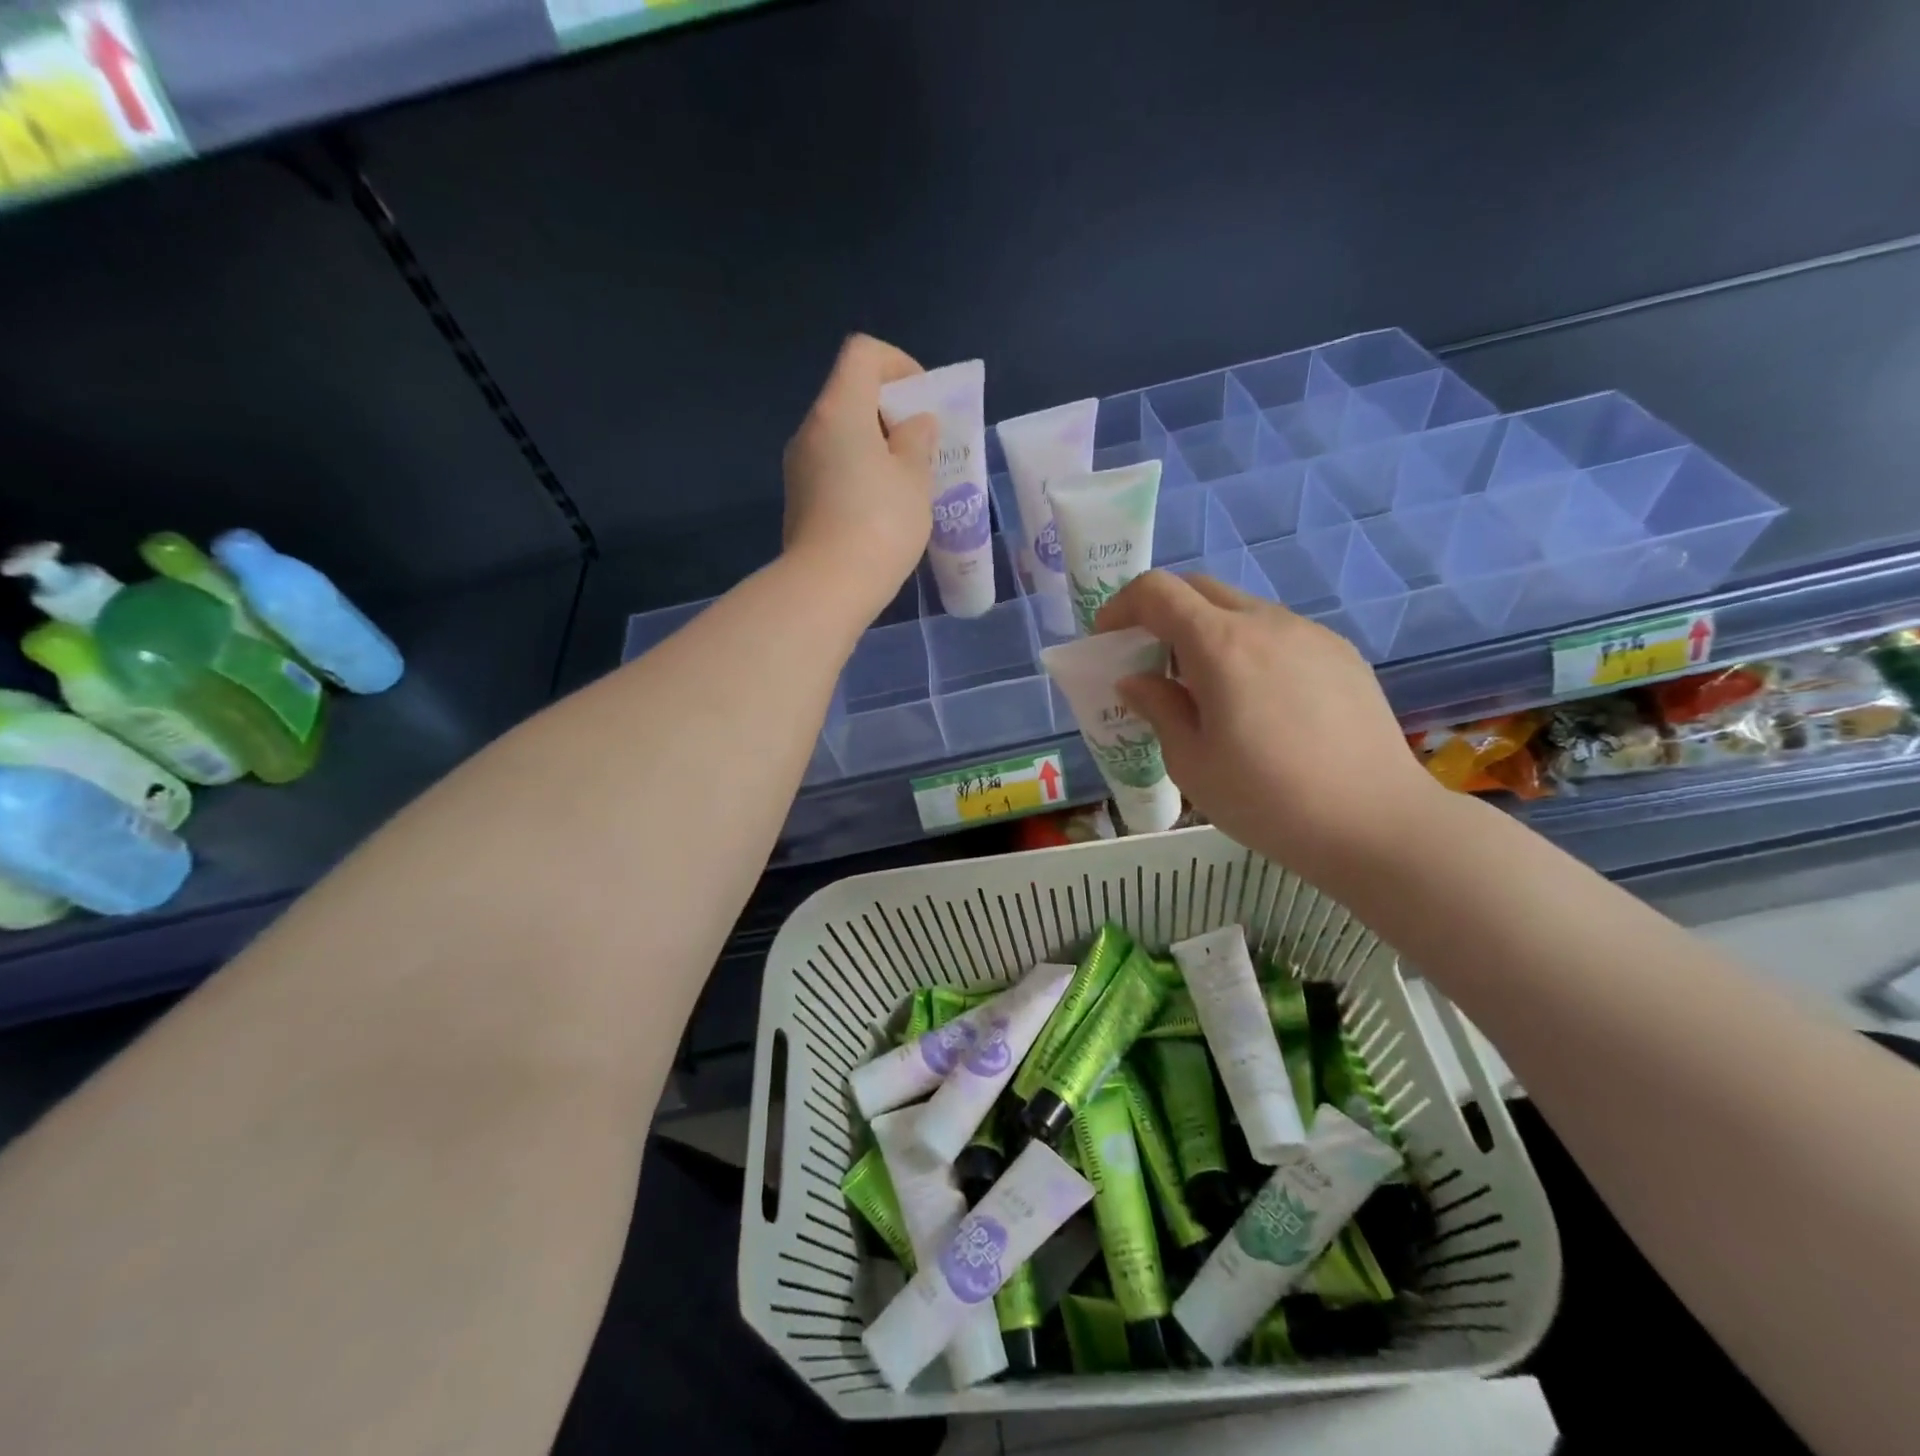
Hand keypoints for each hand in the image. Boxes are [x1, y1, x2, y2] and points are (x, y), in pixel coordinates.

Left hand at [782, 334, 938, 614]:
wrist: (828, 586)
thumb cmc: (881, 523)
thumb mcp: (914, 479)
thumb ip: (917, 440)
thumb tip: (913, 425)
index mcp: (840, 410)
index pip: (863, 354)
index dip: (899, 365)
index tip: (924, 402)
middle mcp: (811, 429)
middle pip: (851, 395)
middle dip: (892, 413)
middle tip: (923, 447)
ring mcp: (799, 467)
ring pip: (842, 437)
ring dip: (876, 448)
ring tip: (908, 484)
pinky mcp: (799, 500)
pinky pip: (833, 469)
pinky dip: (859, 474)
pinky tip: (882, 510)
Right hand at [1095, 571, 1446, 882]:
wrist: (1375, 823)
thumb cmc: (1267, 799)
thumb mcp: (1191, 762)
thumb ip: (1158, 708)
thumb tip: (1136, 680)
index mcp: (1220, 645)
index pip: (1157, 591)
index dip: (1122, 605)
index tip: (1108, 640)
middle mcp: (1266, 623)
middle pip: (1200, 589)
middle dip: (1163, 613)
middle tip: (1152, 662)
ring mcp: (1310, 634)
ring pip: (1243, 610)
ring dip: (1209, 632)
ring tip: (1208, 690)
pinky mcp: (1341, 654)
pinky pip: (1281, 634)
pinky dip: (1251, 648)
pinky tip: (1261, 703)